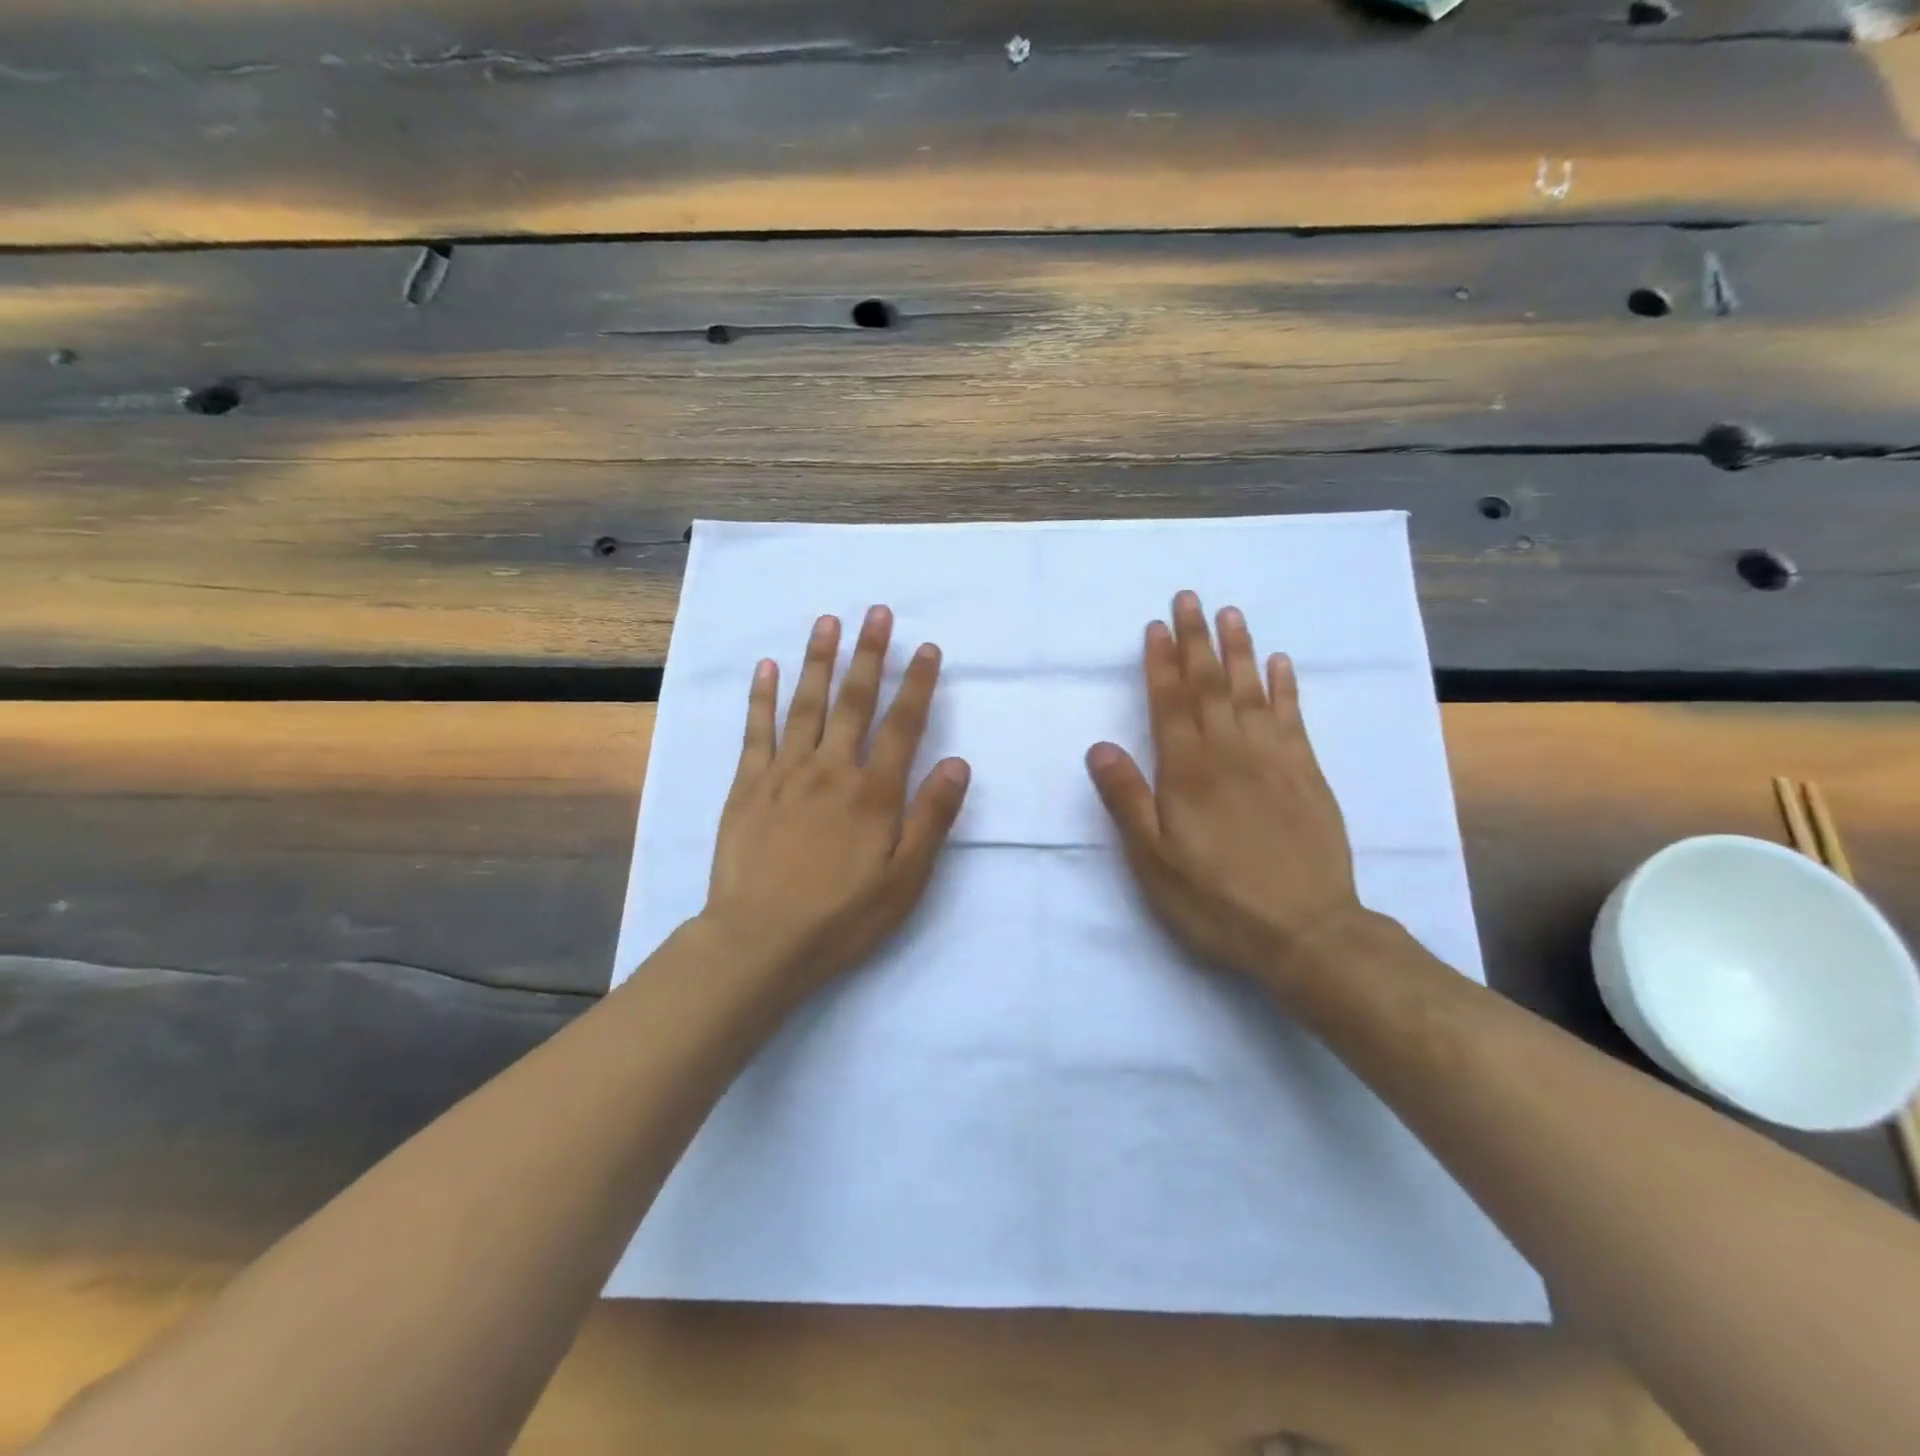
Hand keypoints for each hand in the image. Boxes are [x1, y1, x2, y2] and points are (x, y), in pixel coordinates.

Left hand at [701, 606, 971, 993]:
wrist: (760, 942)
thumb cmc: (842, 917)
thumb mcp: (905, 880)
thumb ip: (932, 818)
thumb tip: (958, 763)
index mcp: (874, 792)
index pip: (902, 724)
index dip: (917, 683)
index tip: (926, 647)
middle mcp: (831, 770)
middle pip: (854, 701)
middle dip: (869, 654)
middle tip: (877, 611)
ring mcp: (785, 773)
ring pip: (806, 705)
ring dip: (819, 660)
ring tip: (828, 621)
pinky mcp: (747, 786)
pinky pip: (756, 731)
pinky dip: (762, 696)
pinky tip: (768, 667)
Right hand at [1085, 591, 1367, 984]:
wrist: (1305, 932)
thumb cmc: (1215, 899)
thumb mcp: (1153, 860)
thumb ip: (1126, 799)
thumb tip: (1099, 745)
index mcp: (1188, 771)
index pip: (1170, 703)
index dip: (1160, 663)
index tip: (1155, 626)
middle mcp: (1229, 753)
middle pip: (1210, 685)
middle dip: (1196, 640)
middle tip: (1190, 597)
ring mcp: (1274, 760)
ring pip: (1252, 692)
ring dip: (1239, 650)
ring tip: (1231, 614)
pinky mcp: (1307, 775)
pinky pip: (1294, 718)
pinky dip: (1286, 687)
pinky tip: (1281, 663)